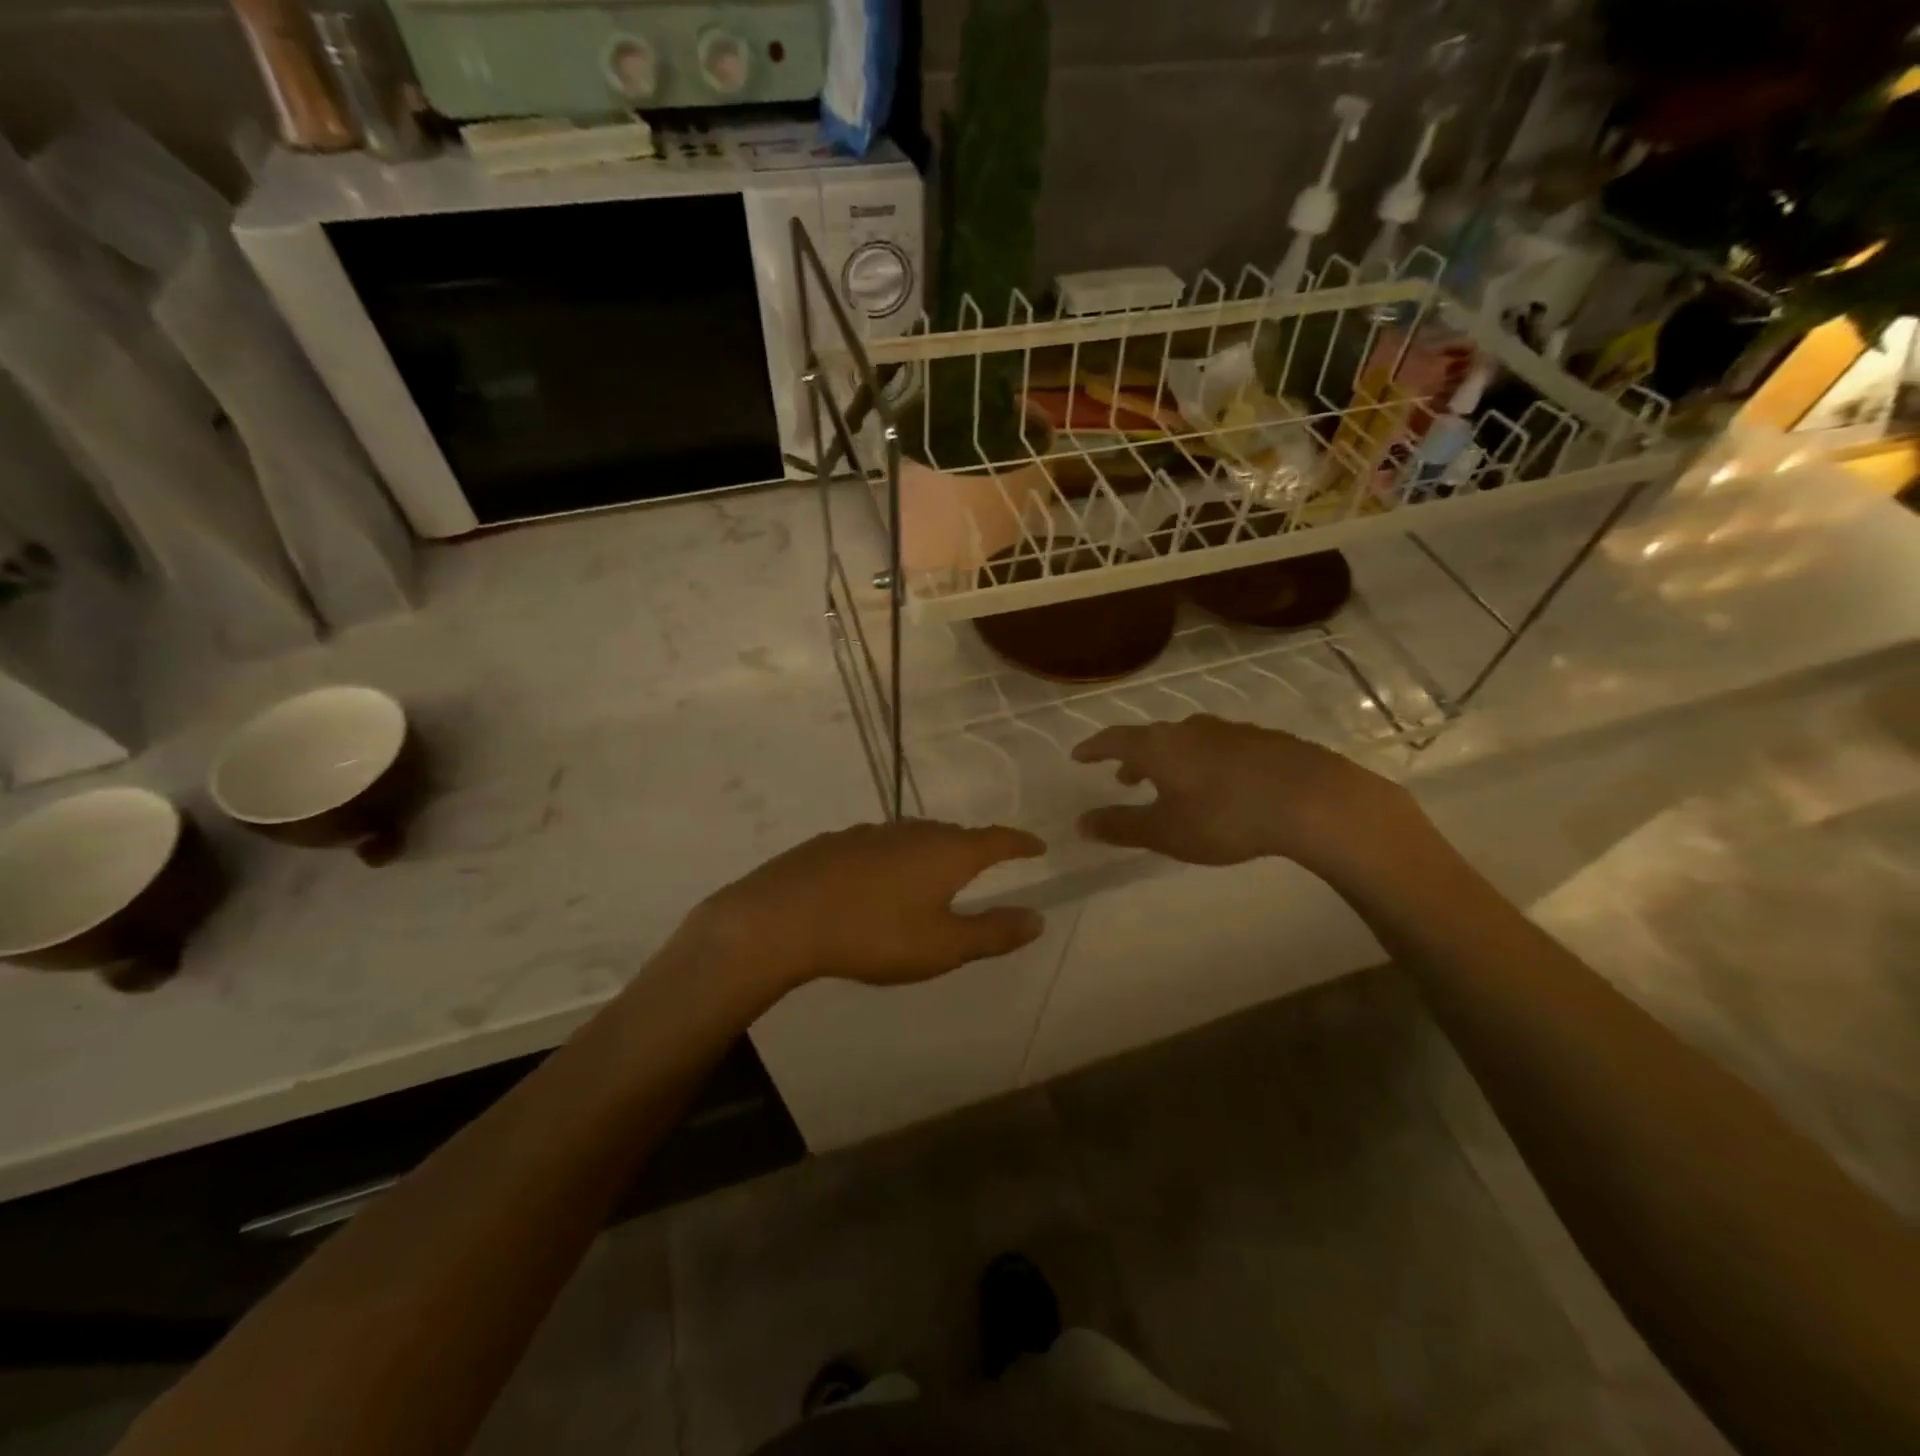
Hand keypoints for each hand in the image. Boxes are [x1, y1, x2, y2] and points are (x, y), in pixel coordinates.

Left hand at [689, 820, 1046, 991]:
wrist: (785, 917)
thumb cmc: (875, 934)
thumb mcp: (942, 946)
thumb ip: (993, 933)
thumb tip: (1037, 918)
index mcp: (947, 852)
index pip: (996, 840)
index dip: (1019, 843)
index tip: (1037, 844)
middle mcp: (914, 832)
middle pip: (955, 835)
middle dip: (975, 848)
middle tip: (987, 864)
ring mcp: (873, 833)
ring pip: (916, 837)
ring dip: (933, 852)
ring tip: (935, 874)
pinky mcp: (839, 841)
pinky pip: (883, 845)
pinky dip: (896, 858)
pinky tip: (881, 880)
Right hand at [1072, 715, 1421, 874]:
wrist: (1311, 800)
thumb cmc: (1225, 817)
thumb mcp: (1166, 832)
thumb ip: (1121, 826)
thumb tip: (1080, 822)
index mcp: (1159, 746)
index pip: (1114, 739)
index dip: (1094, 748)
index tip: (1079, 756)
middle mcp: (1189, 729)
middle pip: (1151, 738)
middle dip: (1134, 758)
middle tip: (1125, 778)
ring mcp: (1229, 731)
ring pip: (1187, 741)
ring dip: (1171, 760)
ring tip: (1173, 783)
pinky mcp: (1263, 739)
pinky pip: (1220, 747)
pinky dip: (1205, 762)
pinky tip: (1220, 784)